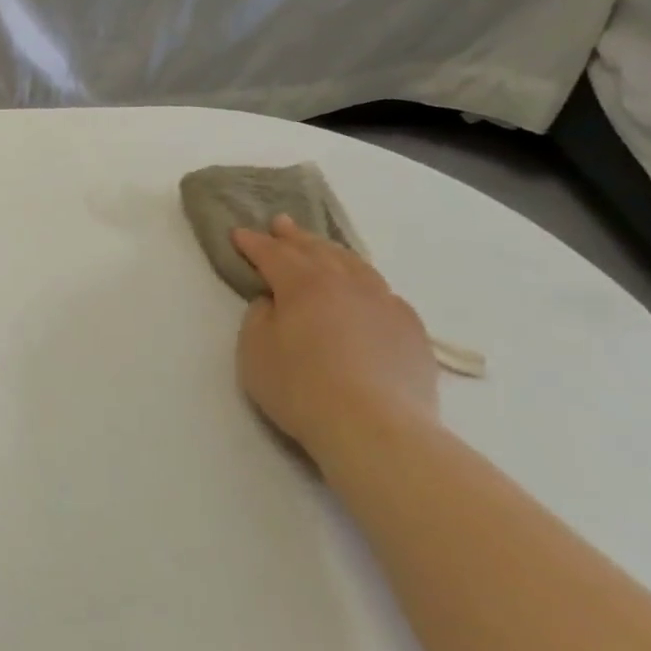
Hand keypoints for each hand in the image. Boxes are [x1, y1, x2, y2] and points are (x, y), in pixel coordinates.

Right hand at [231, 216, 438, 463]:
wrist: (375, 427)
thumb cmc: (300, 387)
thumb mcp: (254, 351)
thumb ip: (259, 317)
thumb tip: (274, 302)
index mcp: (304, 284)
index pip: (273, 254)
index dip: (254, 243)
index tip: (239, 233)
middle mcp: (347, 284)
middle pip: (317, 251)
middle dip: (295, 237)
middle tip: (281, 223)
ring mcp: (385, 304)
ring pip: (356, 266)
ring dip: (333, 253)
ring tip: (322, 248)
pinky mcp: (411, 331)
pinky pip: (383, 294)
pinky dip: (365, 284)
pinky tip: (364, 292)